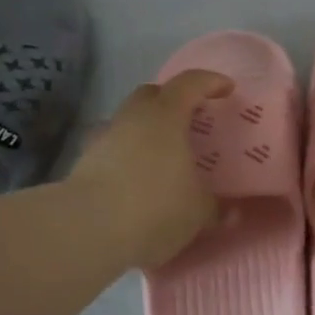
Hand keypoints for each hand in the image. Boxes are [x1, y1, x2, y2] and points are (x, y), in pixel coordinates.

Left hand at [70, 69, 233, 269]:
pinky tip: (138, 178)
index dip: (210, 82)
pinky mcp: (84, 164)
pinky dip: (128, 156)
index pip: (189, 84)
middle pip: (152, 95)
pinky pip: (113, 149)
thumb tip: (230, 213)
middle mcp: (132, 118)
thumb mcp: (198, 211)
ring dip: (146, 130)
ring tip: (164, 154)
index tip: (226, 89)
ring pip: (129, 122)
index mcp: (165, 116)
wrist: (88, 231)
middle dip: (172, 101)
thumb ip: (215, 207)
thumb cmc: (155, 208)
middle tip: (191, 120)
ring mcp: (103, 139)